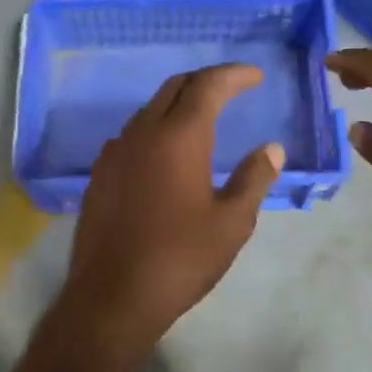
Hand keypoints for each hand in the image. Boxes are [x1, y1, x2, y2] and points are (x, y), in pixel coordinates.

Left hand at [54, 65, 284, 364]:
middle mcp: (142, 133)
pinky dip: (156, 129)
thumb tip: (271, 148)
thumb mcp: (231, 222)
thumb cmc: (180, 259)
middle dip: (205, 82)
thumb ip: (253, 178)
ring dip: (178, 105)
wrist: (111, 296)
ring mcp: (115, 152)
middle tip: (232, 90)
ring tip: (204, 120)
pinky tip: (167, 154)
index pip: (207, 85)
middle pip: (174, 87)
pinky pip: (132, 135)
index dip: (233, 75)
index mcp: (178, 137)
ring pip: (149, 110)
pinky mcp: (99, 173)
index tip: (254, 77)